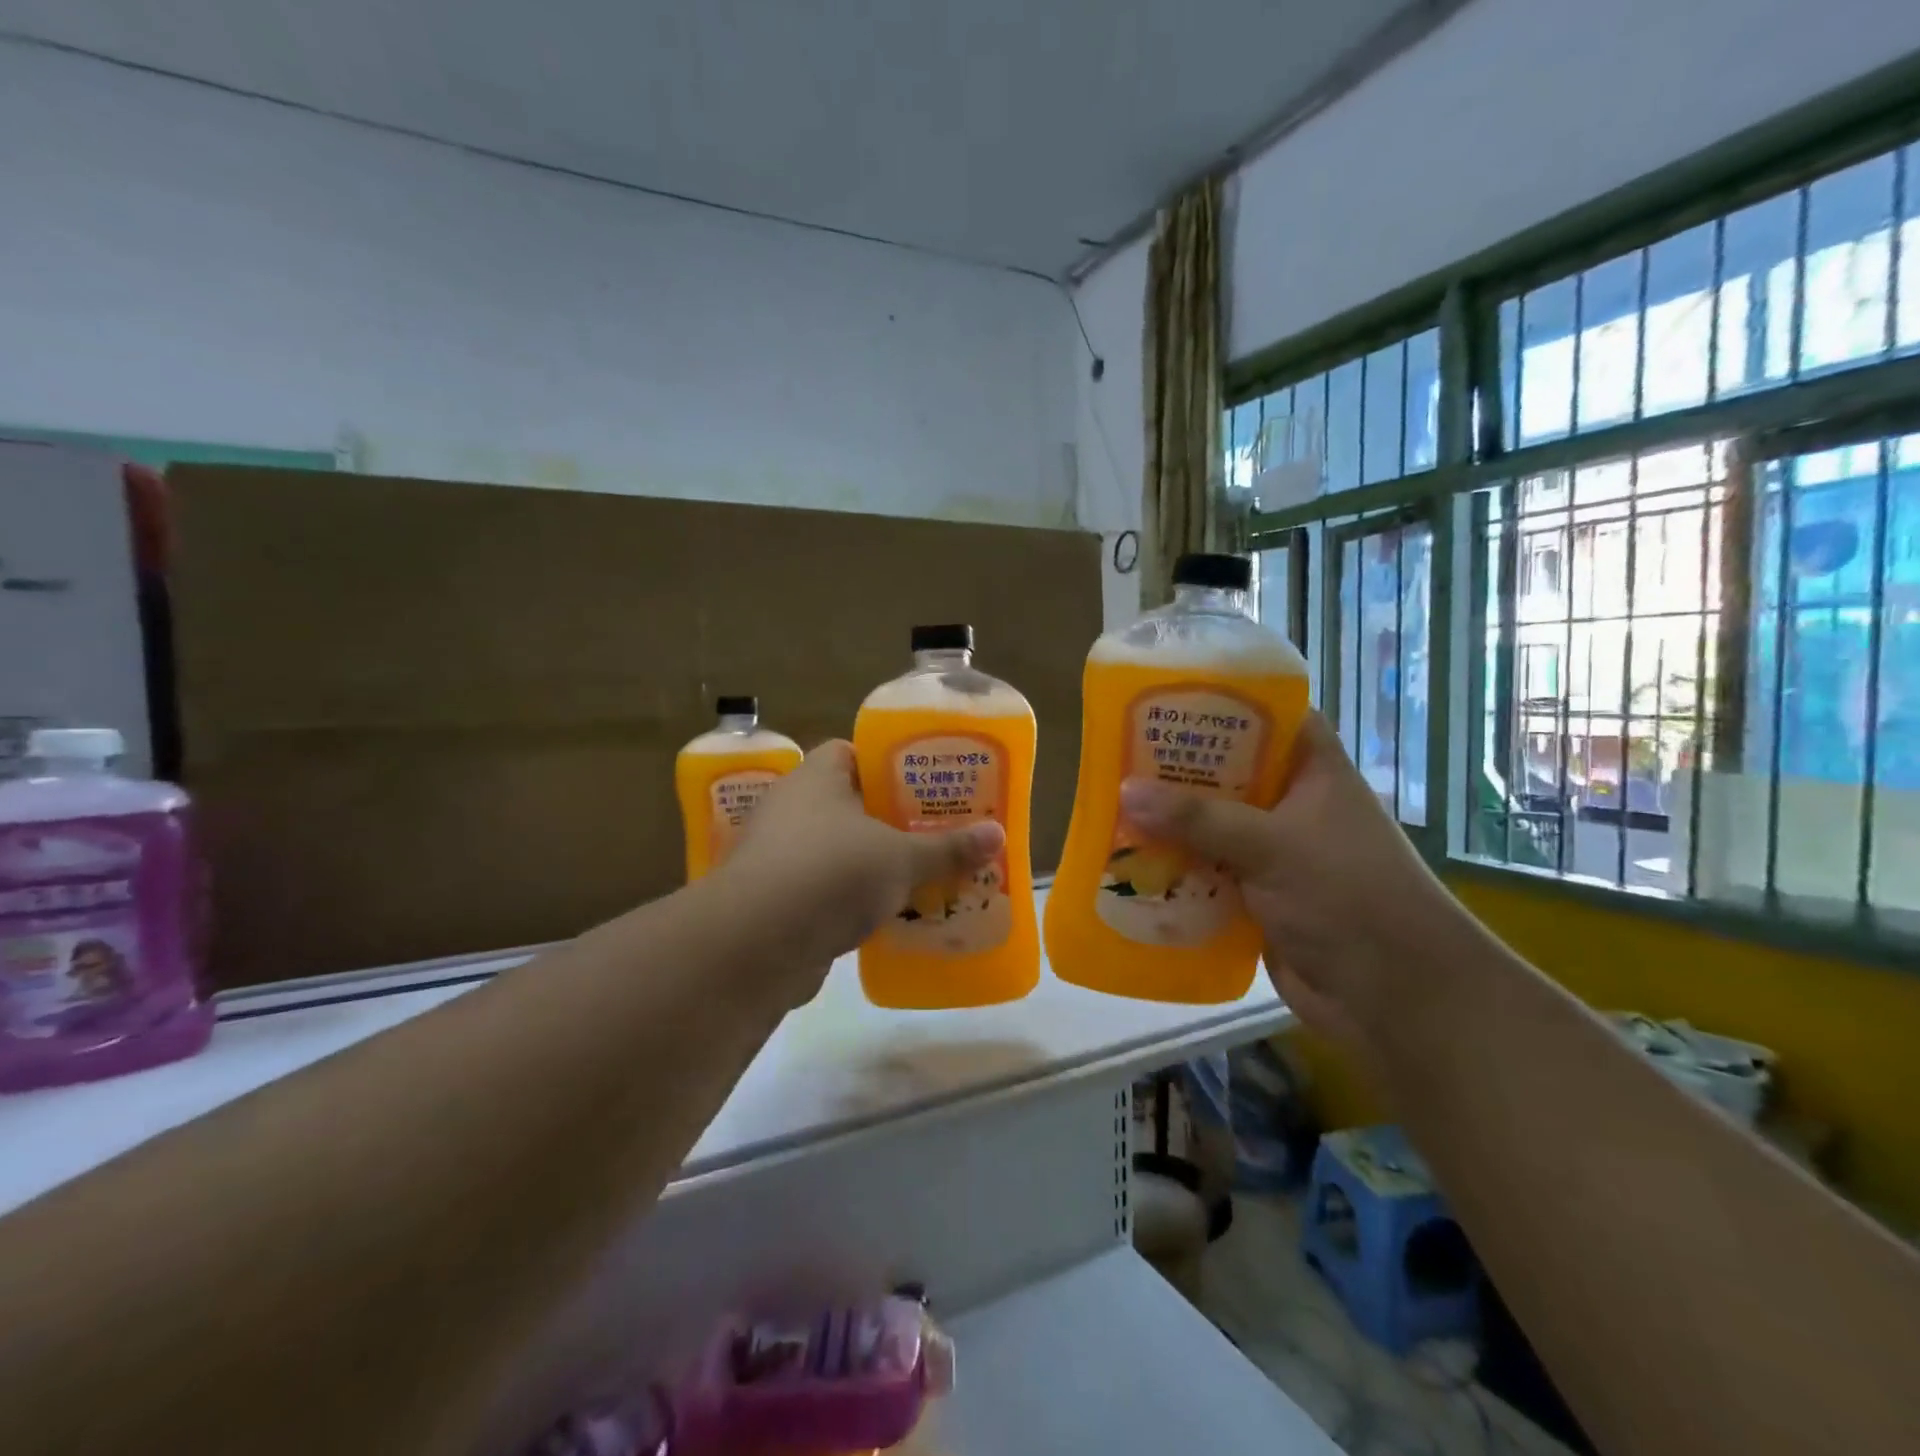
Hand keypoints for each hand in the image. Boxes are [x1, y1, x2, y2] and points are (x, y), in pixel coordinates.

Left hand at [717, 740, 1004, 991]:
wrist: (756, 944)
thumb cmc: (832, 873)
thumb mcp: (901, 858)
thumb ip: (948, 848)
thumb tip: (999, 833)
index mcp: (817, 778)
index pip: (852, 752)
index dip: (889, 763)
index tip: (925, 782)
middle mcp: (791, 808)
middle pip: (848, 803)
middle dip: (888, 819)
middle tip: (933, 830)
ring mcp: (778, 855)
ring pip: (837, 850)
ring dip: (870, 863)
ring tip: (919, 873)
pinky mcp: (775, 900)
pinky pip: (824, 889)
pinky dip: (851, 899)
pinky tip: (887, 915)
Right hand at [1116, 712, 1461, 1053]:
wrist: (1395, 997)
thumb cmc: (1348, 895)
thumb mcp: (1272, 845)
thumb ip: (1198, 817)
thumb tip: (1125, 791)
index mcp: (1311, 771)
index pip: (1266, 715)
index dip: (1219, 702)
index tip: (1163, 697)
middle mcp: (1291, 803)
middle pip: (1226, 772)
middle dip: (1176, 768)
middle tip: (1116, 754)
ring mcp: (1274, 851)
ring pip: (1211, 824)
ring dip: (1169, 822)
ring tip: (1109, 805)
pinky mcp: (1257, 894)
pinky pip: (1206, 870)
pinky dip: (1175, 867)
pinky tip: (1129, 862)